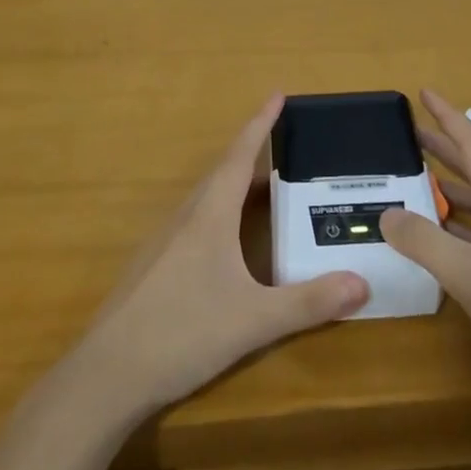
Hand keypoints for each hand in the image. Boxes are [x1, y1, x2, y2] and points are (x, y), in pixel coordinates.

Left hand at [74, 95, 368, 420]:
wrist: (107, 374)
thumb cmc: (182, 333)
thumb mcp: (254, 320)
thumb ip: (309, 302)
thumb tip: (363, 283)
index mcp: (209, 216)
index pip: (240, 156)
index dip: (260, 124)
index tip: (278, 94)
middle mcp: (185, 218)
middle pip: (224, 174)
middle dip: (256, 157)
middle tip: (290, 153)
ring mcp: (164, 242)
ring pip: (208, 200)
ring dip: (238, 188)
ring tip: (269, 194)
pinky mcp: (154, 267)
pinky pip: (196, 224)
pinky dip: (222, 216)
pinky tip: (231, 245)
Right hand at [380, 91, 470, 422]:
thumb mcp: (470, 276)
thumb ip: (424, 242)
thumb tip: (386, 213)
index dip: (447, 117)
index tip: (423, 93)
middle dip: (443, 148)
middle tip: (408, 134)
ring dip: (449, 186)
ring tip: (414, 178)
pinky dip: (458, 222)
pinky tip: (438, 232)